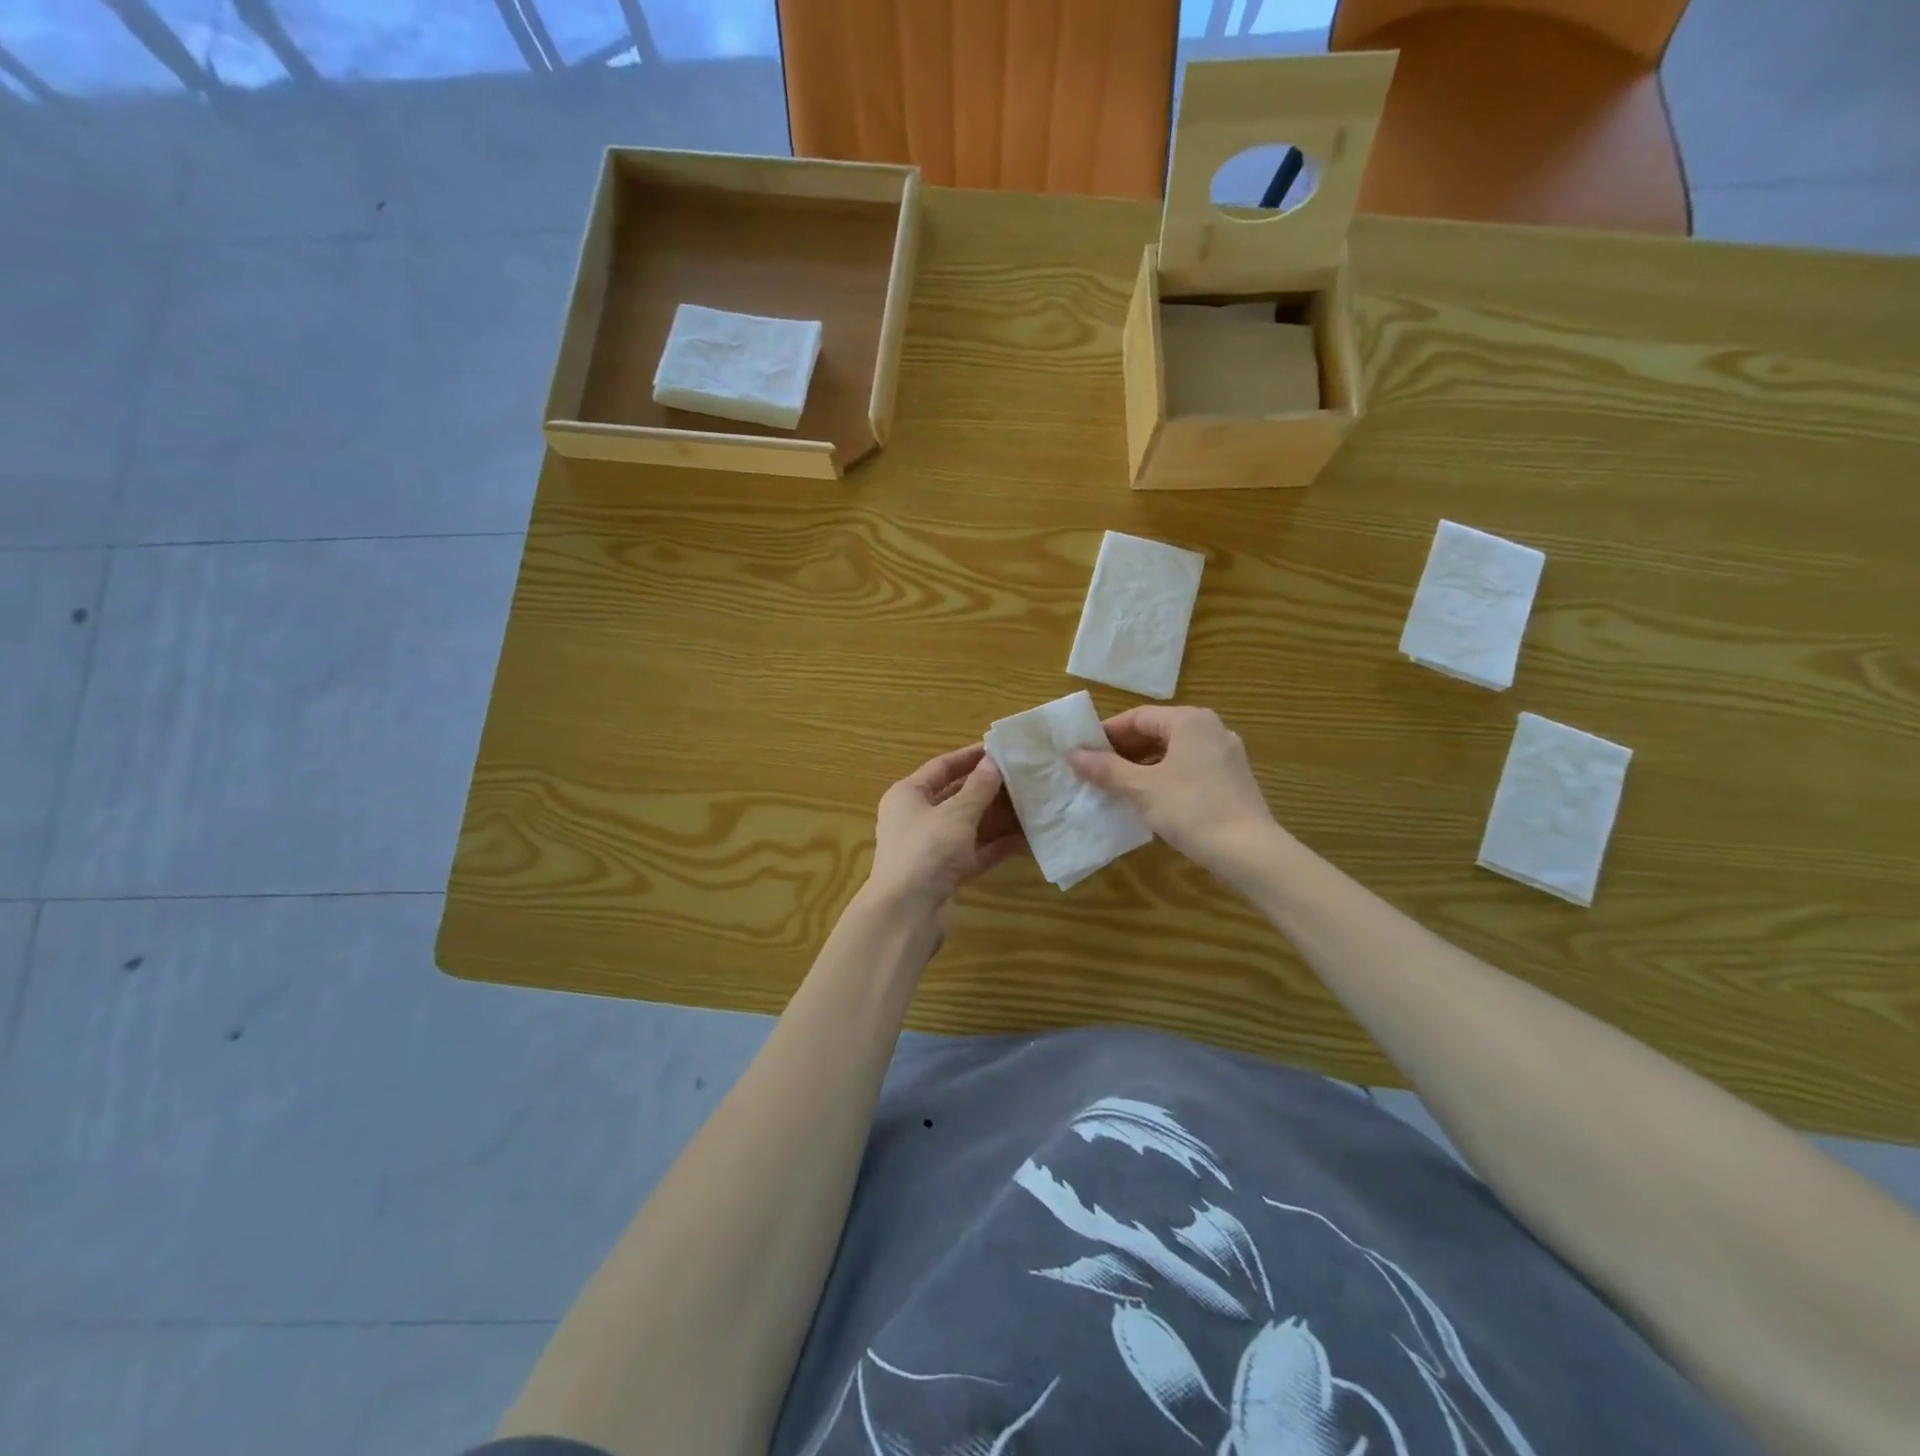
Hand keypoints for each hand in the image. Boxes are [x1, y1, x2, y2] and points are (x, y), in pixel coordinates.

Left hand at [868, 743, 1024, 914]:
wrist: (907, 912)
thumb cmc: (927, 850)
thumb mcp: (957, 814)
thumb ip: (978, 788)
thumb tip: (994, 762)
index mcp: (908, 795)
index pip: (941, 767)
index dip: (970, 757)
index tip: (999, 749)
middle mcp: (916, 818)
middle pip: (955, 795)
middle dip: (987, 787)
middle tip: (1021, 776)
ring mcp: (930, 847)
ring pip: (967, 825)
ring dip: (995, 816)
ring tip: (1028, 803)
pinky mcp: (944, 873)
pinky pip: (973, 852)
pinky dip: (994, 845)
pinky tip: (1024, 837)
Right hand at [1068, 706, 1278, 881]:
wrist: (1248, 851)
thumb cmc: (1190, 808)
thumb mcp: (1140, 788)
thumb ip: (1106, 769)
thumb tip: (1073, 755)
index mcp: (1190, 721)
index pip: (1138, 717)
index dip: (1107, 733)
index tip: (1084, 752)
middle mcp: (1211, 729)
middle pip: (1157, 733)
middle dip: (1124, 751)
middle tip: (1096, 771)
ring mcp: (1226, 755)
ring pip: (1174, 753)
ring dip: (1143, 767)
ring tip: (1117, 788)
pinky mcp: (1232, 781)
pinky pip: (1189, 770)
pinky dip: (1165, 778)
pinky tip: (1149, 801)